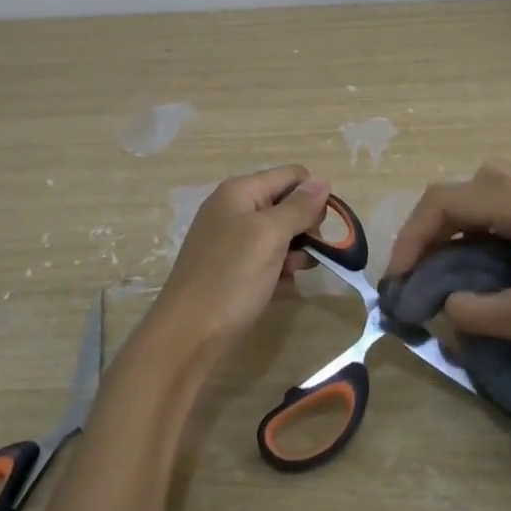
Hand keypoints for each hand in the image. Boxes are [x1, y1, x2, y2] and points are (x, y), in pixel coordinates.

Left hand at [147, 165, 329, 353]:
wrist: (187, 335)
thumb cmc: (231, 278)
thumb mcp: (270, 236)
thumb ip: (298, 207)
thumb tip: (322, 180)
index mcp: (240, 191)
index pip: (293, 175)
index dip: (313, 198)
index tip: (319, 230)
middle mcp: (234, 207)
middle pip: (287, 203)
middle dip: (304, 228)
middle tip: (304, 256)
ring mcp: (231, 237)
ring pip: (280, 233)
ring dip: (294, 252)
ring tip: (290, 275)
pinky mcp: (231, 265)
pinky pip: (266, 256)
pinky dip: (278, 268)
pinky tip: (279, 287)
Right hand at [386, 159, 510, 387]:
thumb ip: (474, 311)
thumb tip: (444, 304)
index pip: (448, 201)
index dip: (413, 237)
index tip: (398, 278)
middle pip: (469, 185)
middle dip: (437, 221)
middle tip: (424, 264)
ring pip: (494, 188)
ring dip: (466, 217)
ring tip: (454, 260)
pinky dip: (492, 223)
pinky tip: (493, 261)